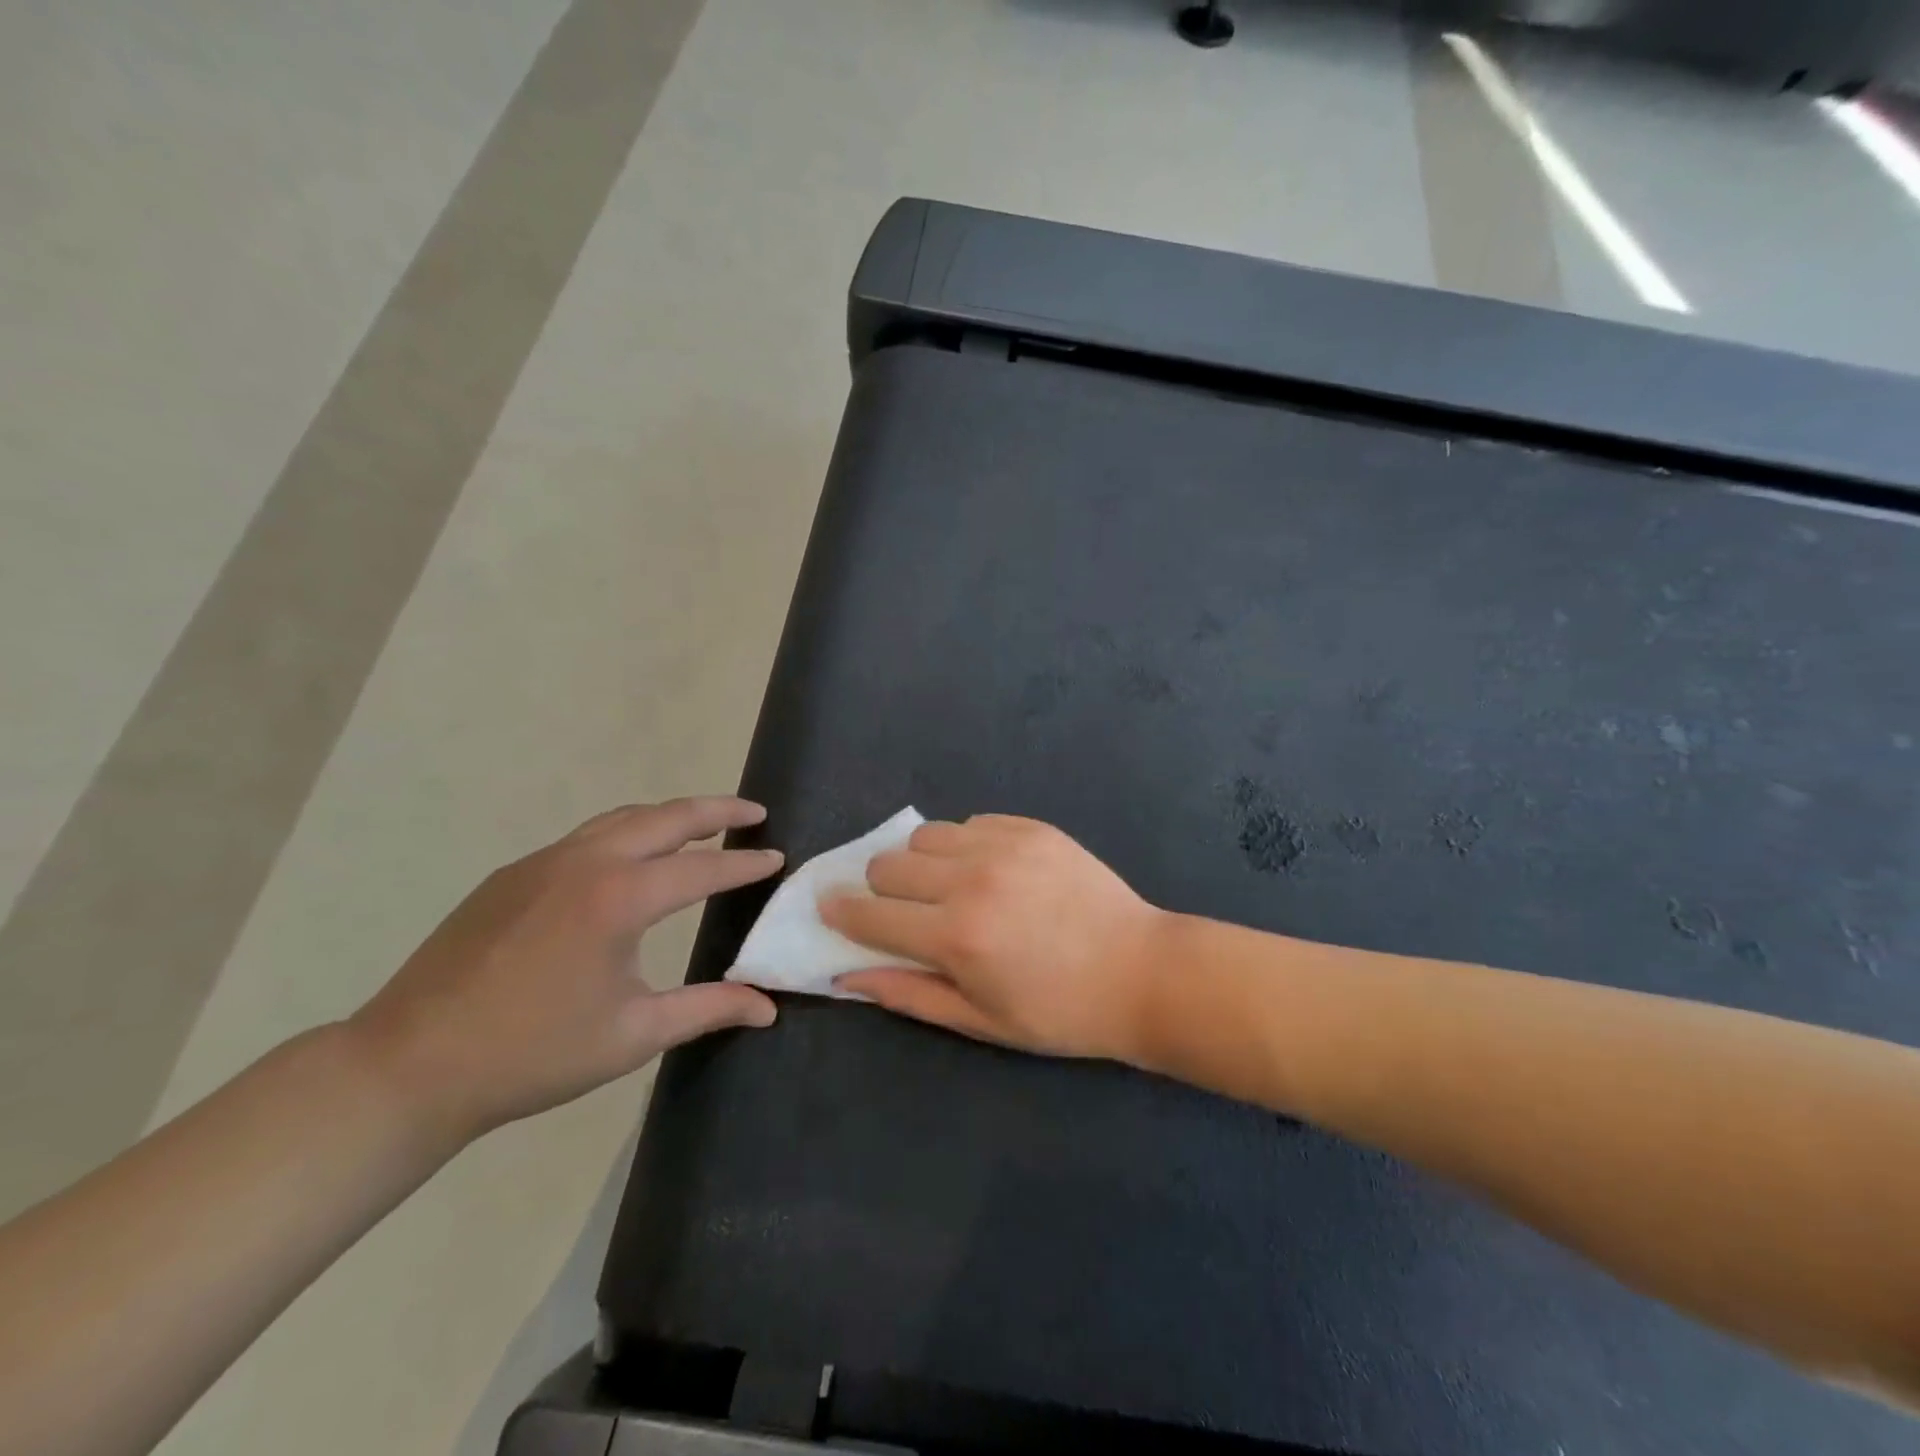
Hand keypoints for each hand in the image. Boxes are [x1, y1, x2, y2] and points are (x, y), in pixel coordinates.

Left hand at [346, 797, 781, 1144]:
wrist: (410, 1066)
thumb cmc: (534, 1054)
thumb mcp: (634, 1035)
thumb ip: (708, 1009)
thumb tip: (768, 1006)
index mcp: (620, 899)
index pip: (703, 867)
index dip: (745, 864)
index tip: (777, 856)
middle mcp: (586, 863)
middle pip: (666, 817)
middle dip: (717, 809)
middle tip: (755, 811)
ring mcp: (543, 862)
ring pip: (622, 818)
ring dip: (670, 815)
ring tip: (704, 824)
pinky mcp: (513, 875)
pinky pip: (586, 836)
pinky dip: (627, 832)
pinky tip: (633, 860)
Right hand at [822, 815, 1168, 1062]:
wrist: (1142, 971)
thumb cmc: (1060, 1012)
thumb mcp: (981, 1021)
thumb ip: (909, 994)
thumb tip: (847, 976)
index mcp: (955, 937)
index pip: (870, 915)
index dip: (840, 912)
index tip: (830, 907)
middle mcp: (971, 881)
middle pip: (888, 863)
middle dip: (881, 889)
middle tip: (905, 911)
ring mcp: (1003, 845)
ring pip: (925, 834)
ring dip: (922, 861)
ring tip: (948, 885)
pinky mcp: (1031, 827)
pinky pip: (971, 822)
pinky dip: (965, 844)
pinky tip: (991, 870)